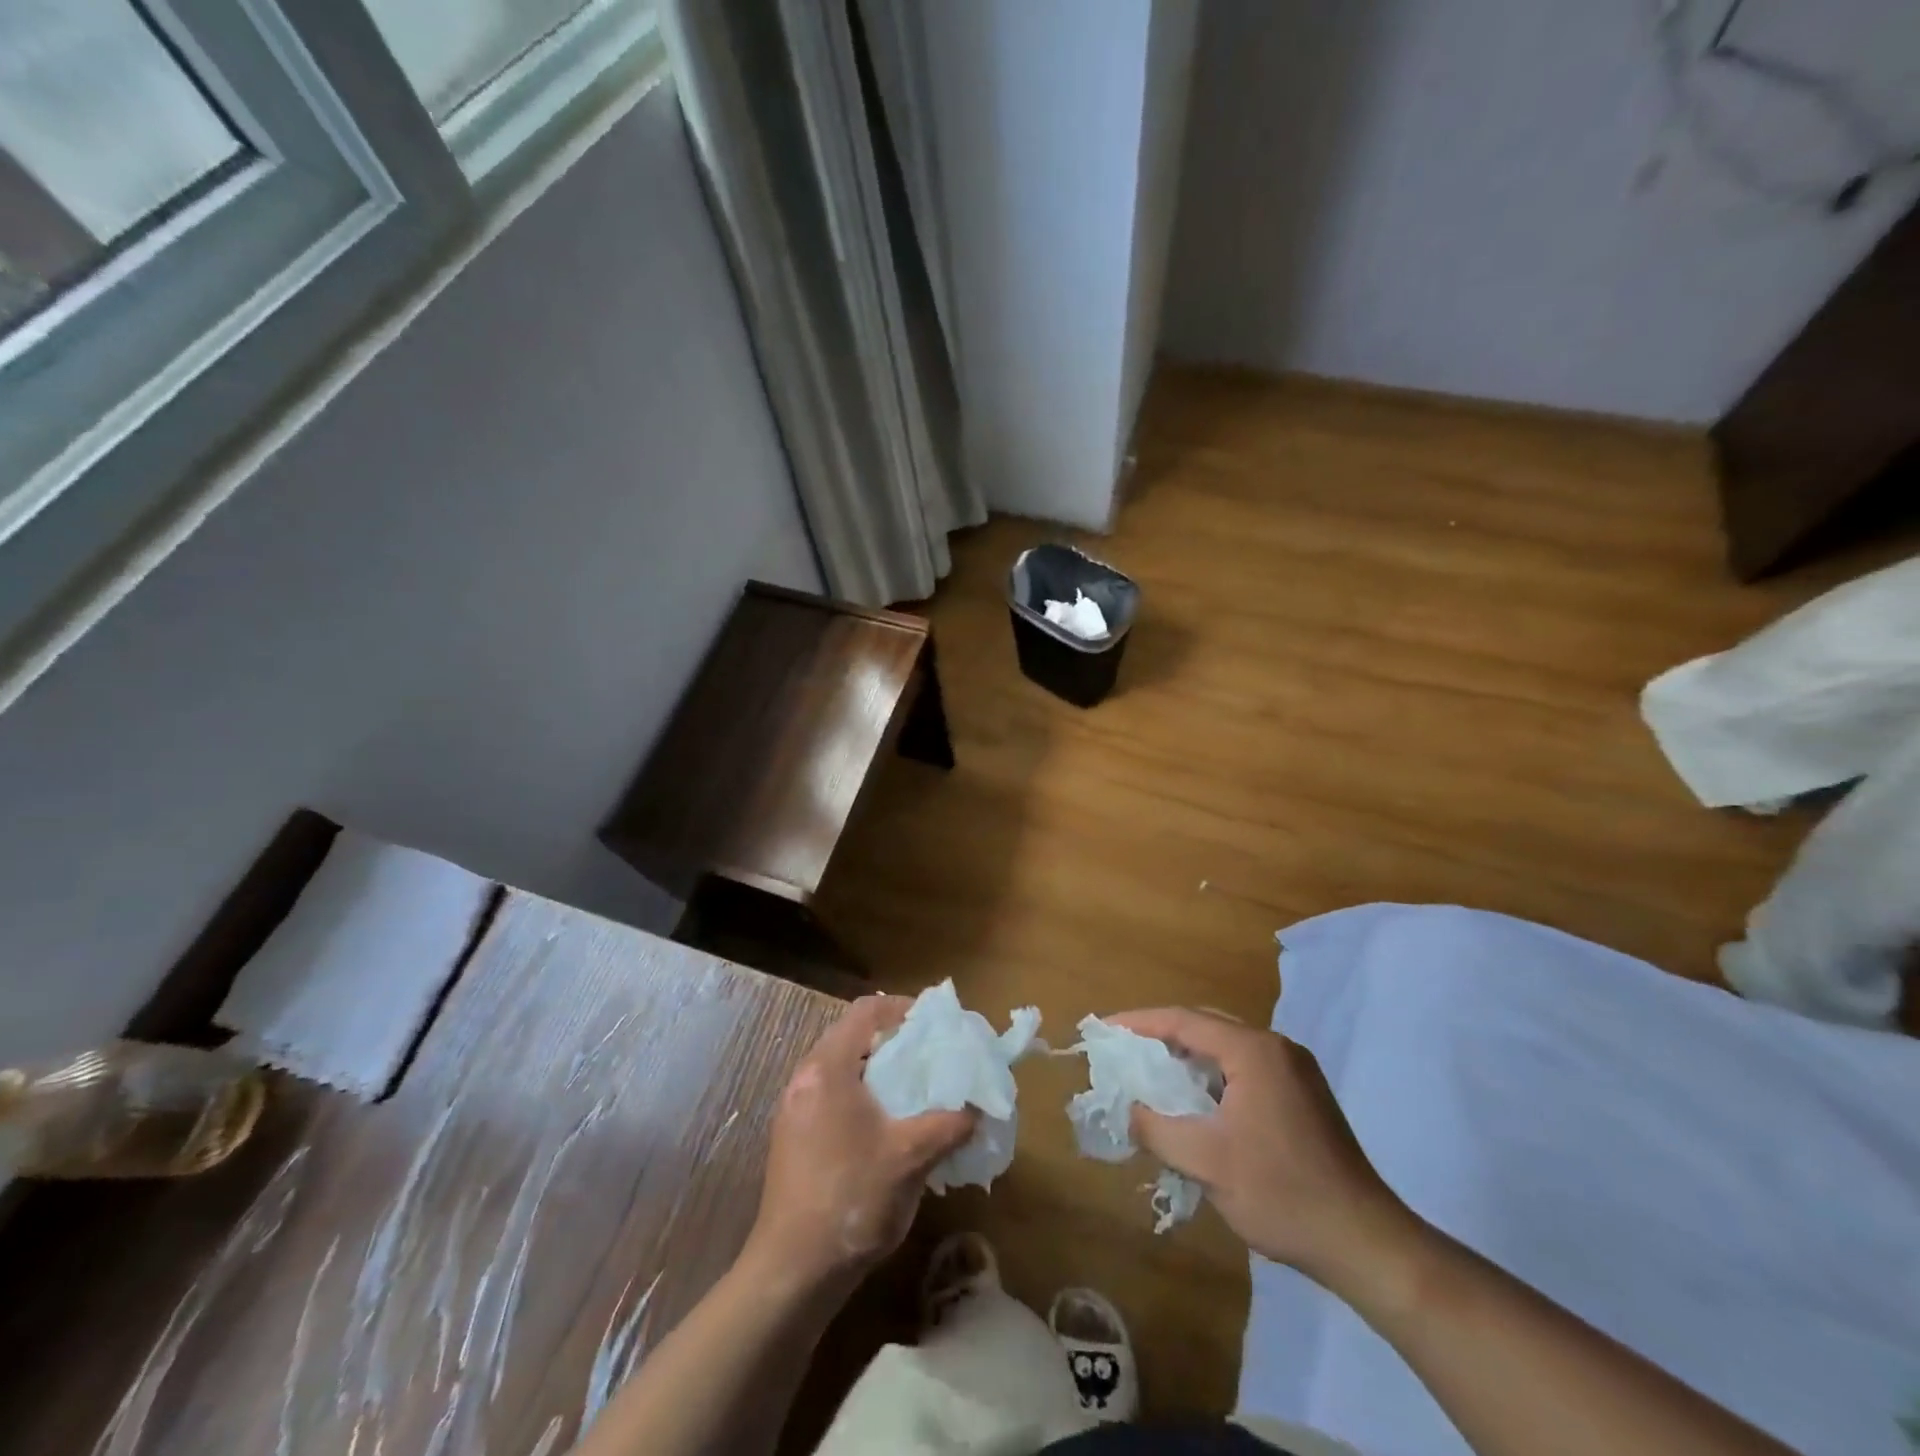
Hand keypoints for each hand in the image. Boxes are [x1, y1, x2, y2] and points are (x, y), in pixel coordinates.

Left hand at [746, 995, 975, 1291]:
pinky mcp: (791, 1136)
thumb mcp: (912, 1157)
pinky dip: (860, 1094)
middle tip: (930, 1058)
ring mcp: (793, 1108)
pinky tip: (885, 1126)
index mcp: (828, 1067)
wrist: (792, 1273)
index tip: (935, 1027)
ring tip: (913, 1091)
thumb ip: (949, 1123)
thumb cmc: (852, 1200)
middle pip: (852, 1034)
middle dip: (894, 1040)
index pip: (866, 1009)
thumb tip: (977, 1107)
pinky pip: (831, 1094)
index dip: (904, 1008)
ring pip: (842, 1066)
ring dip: (877, 1069)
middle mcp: (804, 1077)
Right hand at [1109, 1007, 1413, 1287]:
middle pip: (1205, 1025)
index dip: (1139, 1023)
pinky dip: (1213, 1075)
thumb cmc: (1281, 1193)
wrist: (1365, 1242)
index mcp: (1253, 1051)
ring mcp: (1295, 1070)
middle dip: (1161, 1036)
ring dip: (1188, 1057)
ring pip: (1226, 1048)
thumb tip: (1128, 1110)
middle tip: (1124, 1052)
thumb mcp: (1205, 1162)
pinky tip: (1196, 1103)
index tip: (1104, 1031)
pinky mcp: (1303, 1094)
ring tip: (1152, 1076)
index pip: (1183, 1020)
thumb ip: (1156, 1128)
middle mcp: (1276, 1047)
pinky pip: (1245, 1068)